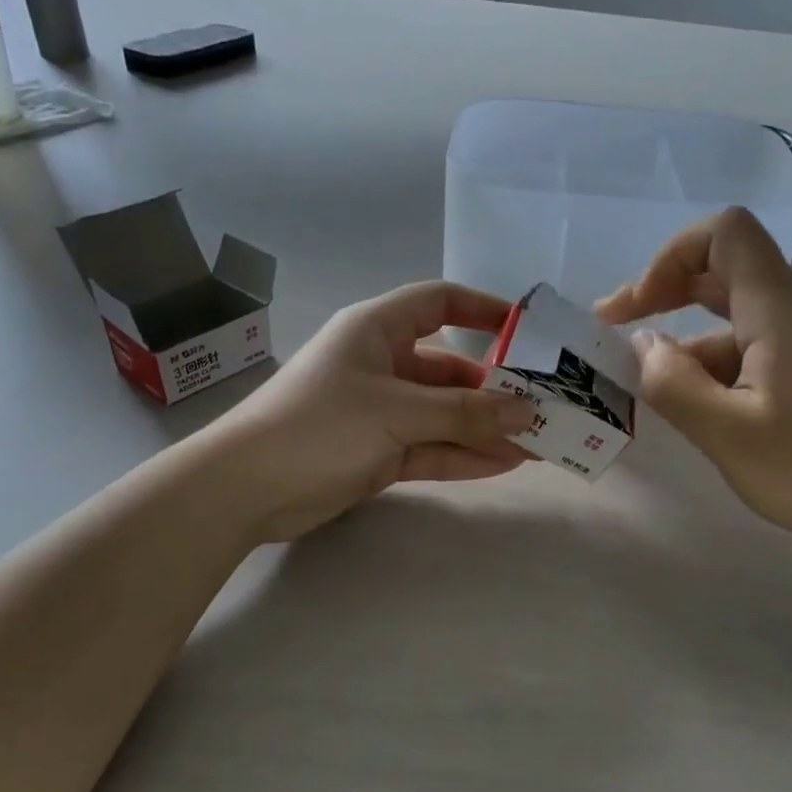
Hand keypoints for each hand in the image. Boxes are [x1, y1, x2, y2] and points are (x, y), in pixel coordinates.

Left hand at [207, 282, 536, 542]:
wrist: (246, 488)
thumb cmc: (320, 425)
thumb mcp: (397, 411)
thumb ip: (465, 412)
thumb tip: (527, 412)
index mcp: (377, 329)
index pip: (439, 303)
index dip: (483, 310)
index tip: (527, 330)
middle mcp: (382, 364)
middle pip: (449, 368)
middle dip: (495, 389)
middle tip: (544, 408)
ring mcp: (380, 411)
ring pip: (443, 414)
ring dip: (485, 427)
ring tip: (538, 443)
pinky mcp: (377, 452)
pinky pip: (430, 447)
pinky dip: (462, 454)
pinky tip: (505, 463)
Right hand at [596, 208, 791, 561]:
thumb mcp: (724, 433)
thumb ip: (672, 382)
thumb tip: (645, 345)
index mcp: (782, 309)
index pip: (725, 234)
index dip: (671, 256)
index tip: (638, 307)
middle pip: (725, 270)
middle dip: (664, 295)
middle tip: (613, 329)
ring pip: (737, 316)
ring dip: (689, 343)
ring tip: (655, 392)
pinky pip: (757, 343)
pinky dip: (718, 363)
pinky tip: (700, 406)